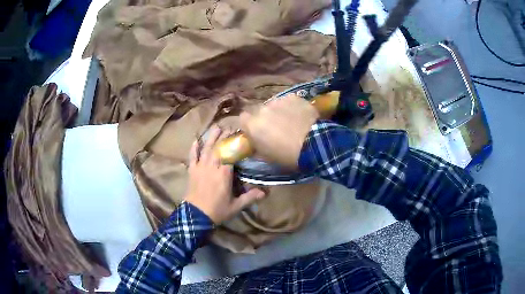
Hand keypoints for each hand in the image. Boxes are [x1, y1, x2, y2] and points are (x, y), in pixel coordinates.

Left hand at [185, 127, 266, 223]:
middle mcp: (212, 167)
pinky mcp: (192, 171)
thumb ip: (250, 198)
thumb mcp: (236, 206)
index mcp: (223, 174)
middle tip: (230, 127)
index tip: (241, 136)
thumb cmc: (217, 211)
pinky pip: (192, 157)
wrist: (195, 216)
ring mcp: (200, 167)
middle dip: (225, 137)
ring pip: (207, 149)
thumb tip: (265, 193)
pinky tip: (196, 140)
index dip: (235, 144)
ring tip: (216, 127)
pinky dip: (194, 148)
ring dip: (211, 137)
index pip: (231, 154)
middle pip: (219, 148)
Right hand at [240, 94, 318, 169]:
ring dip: (278, 112)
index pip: (242, 119)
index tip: (256, 131)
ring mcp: (278, 101)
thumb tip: (254, 142)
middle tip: (275, 127)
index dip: (249, 124)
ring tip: (290, 121)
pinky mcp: (293, 97)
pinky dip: (292, 107)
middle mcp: (262, 109)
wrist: (314, 145)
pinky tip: (300, 116)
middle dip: (264, 117)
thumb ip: (256, 146)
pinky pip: (288, 101)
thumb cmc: (288, 156)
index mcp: (252, 125)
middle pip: (258, 110)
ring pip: (274, 105)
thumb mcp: (267, 157)